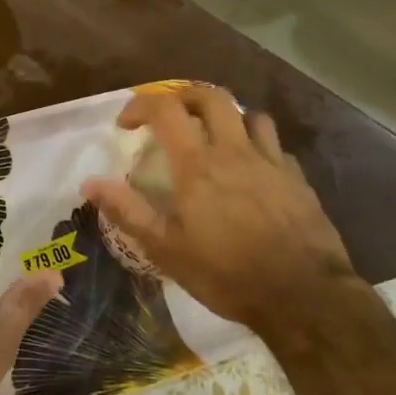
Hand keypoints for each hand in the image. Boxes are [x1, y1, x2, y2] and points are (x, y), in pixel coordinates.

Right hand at [80, 85, 355, 326]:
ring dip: (227, 117)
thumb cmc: (227, 274)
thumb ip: (127, 211)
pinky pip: (275, 146)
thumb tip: (89, 183)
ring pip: (250, 115)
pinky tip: (253, 170)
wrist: (306, 297)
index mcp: (198, 164)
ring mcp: (271, 162)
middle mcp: (234, 151)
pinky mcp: (298, 179)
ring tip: (215, 137)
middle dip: (184, 97)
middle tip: (170, 117)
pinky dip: (258, 146)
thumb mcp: (166, 249)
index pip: (165, 109)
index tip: (126, 125)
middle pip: (211, 97)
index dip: (140, 106)